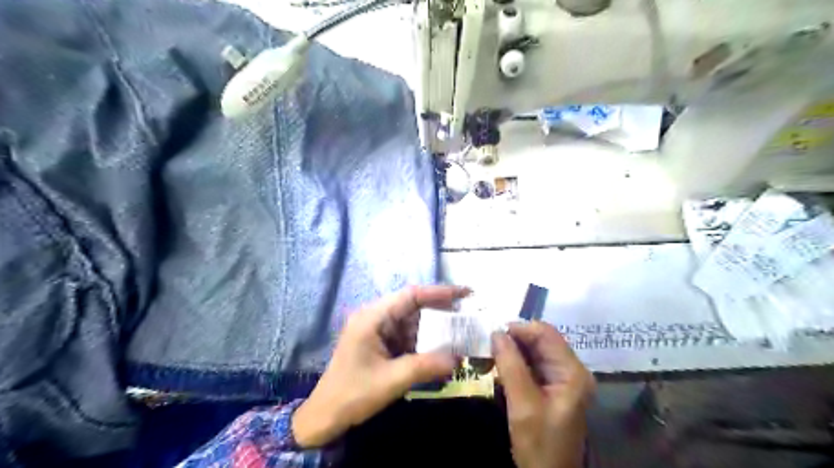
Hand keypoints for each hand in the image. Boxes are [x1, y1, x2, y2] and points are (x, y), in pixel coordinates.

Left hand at [291, 284, 467, 447]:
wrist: (325, 416)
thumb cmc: (353, 394)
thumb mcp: (392, 380)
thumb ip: (426, 366)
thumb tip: (458, 358)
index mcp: (373, 317)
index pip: (411, 296)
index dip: (439, 292)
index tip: (465, 292)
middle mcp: (375, 317)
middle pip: (412, 306)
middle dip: (439, 311)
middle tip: (466, 316)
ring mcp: (376, 330)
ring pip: (411, 322)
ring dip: (433, 329)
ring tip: (458, 334)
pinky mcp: (379, 343)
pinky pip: (406, 336)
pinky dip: (423, 341)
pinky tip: (439, 350)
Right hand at [491, 322, 596, 467]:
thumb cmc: (539, 445)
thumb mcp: (523, 405)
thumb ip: (511, 366)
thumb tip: (496, 333)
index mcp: (572, 372)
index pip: (546, 334)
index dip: (519, 328)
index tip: (492, 333)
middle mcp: (571, 370)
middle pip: (541, 340)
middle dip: (515, 339)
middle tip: (488, 343)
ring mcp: (563, 379)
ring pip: (535, 351)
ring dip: (513, 350)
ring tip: (490, 353)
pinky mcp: (553, 387)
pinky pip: (533, 365)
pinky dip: (516, 362)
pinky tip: (500, 365)